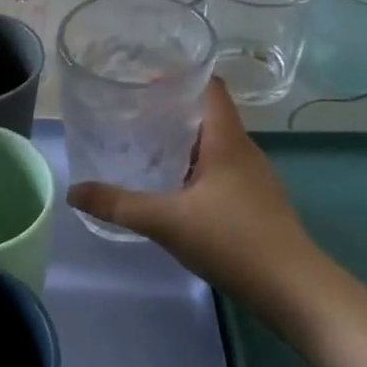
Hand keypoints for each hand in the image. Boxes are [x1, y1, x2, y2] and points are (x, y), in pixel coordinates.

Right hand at [68, 80, 324, 317]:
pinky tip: (172, 187)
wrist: (294, 290)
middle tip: (131, 113)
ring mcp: (254, 178)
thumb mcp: (165, 221)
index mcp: (227, 140)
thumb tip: (73, 191)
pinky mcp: (256, 203)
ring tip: (144, 146)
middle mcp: (244, 151)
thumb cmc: (232, 240)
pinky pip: (220, 171)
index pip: (210, 87)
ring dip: (182, 141)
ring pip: (214, 145)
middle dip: (171, 110)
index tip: (144, 79)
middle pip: (208, 114)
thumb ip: (117, 204)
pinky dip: (194, 168)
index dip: (180, 76)